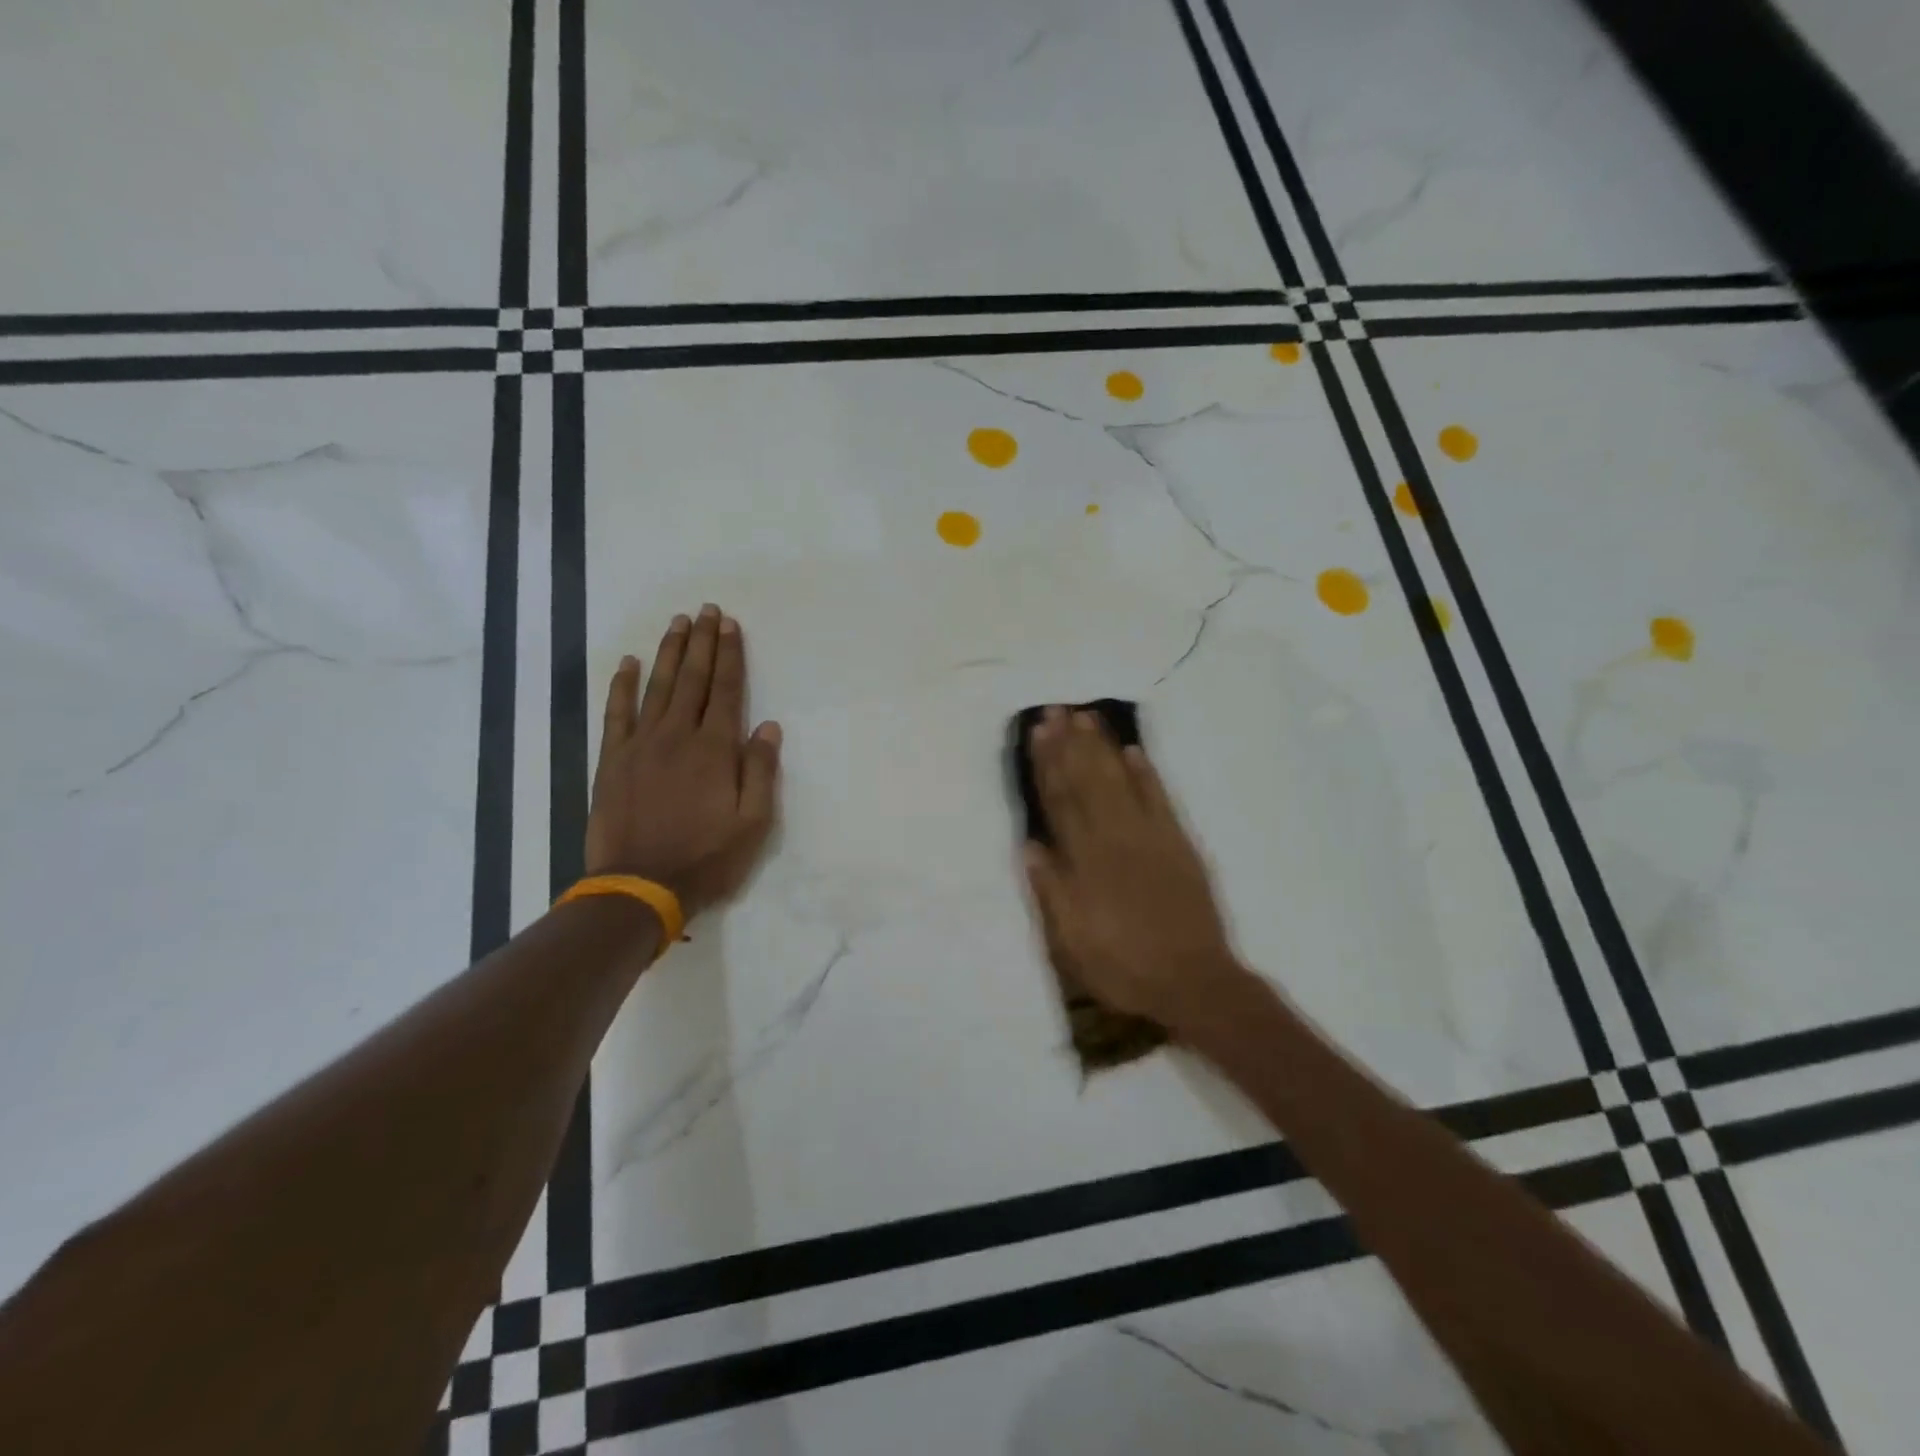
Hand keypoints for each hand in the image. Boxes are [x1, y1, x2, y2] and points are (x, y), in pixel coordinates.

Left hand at [584, 605, 781, 920]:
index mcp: (715, 749)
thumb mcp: (753, 823)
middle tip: (705, 610)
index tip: (729, 625)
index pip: (727, 690)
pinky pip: (617, 713)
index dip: (730, 655)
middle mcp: (678, 736)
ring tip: (677, 623)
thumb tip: (767, 727)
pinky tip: (627, 663)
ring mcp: (641, 745)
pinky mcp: (612, 760)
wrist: (639, 887)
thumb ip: (760, 771)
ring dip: (668, 653)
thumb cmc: (706, 857)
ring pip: (657, 687)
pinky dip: (622, 686)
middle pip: (692, 679)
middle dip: (701, 642)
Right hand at [1022, 708, 1244, 1029]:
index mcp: (1087, 861)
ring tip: (1086, 717)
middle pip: (1087, 782)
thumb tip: (1030, 845)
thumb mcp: (1072, 941)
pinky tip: (1133, 751)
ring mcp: (1151, 837)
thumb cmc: (1124, 965)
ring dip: (1102, 748)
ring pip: (1120, 781)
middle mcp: (1116, 838)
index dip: (1047, 765)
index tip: (1037, 733)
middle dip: (1070, 744)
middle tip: (1056, 709)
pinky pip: (1161, 799)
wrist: (1194, 982)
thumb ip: (1051, 890)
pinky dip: (1146, 773)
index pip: (1060, 802)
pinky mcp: (1179, 843)